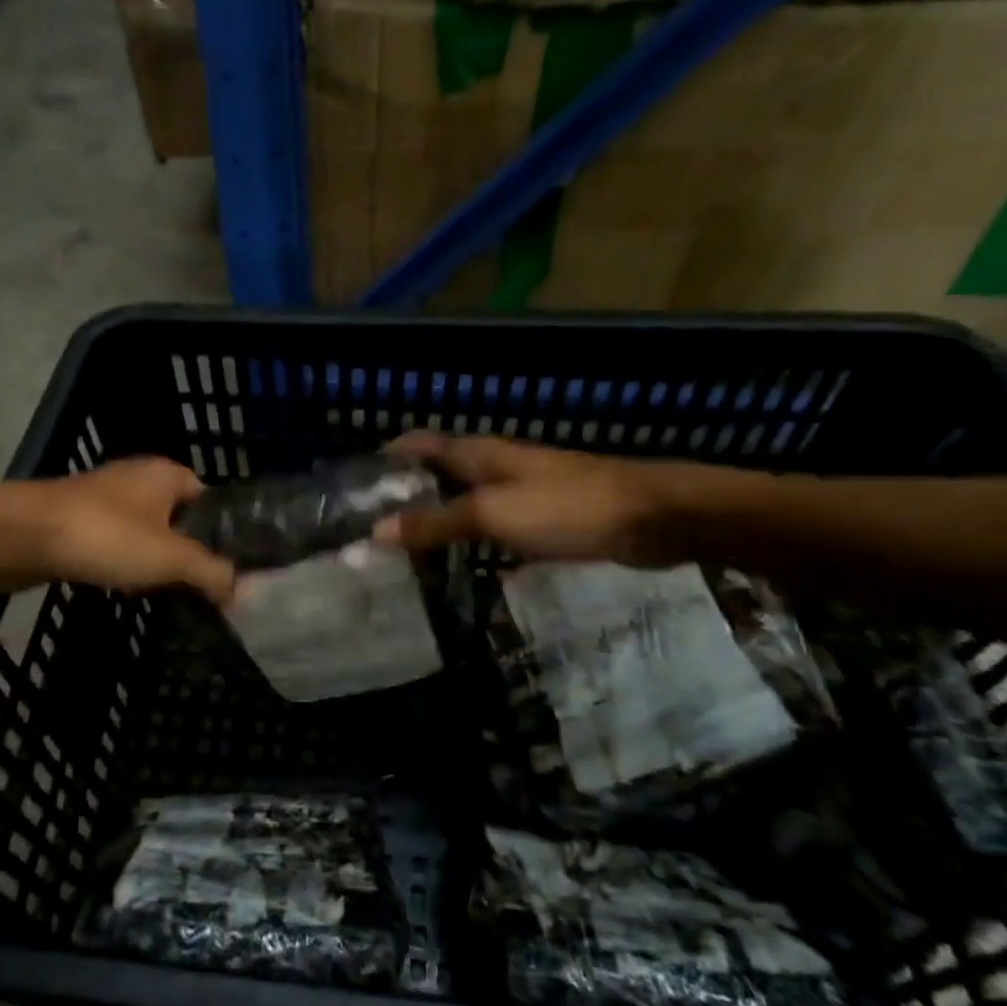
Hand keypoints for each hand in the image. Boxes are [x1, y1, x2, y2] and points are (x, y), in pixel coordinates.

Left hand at [21, 458, 234, 603]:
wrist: (23, 535)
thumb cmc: (108, 536)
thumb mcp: (172, 558)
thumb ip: (211, 572)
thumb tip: (238, 590)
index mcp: (166, 474)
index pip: (208, 499)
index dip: (219, 532)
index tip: (225, 567)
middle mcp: (137, 478)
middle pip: (176, 517)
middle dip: (185, 551)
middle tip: (197, 586)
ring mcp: (102, 498)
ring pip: (142, 532)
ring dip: (151, 559)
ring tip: (164, 591)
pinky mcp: (75, 520)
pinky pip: (112, 543)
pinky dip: (121, 562)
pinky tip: (123, 586)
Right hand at [372, 432, 706, 567]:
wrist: (654, 517)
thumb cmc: (567, 507)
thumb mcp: (493, 514)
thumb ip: (436, 522)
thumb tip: (376, 531)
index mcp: (479, 453)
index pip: (420, 444)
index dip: (387, 457)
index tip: (352, 485)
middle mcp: (496, 466)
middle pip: (439, 471)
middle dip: (406, 492)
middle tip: (371, 527)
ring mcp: (523, 491)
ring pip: (465, 499)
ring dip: (436, 516)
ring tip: (403, 548)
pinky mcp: (545, 518)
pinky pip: (493, 524)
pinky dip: (469, 537)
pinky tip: (459, 561)